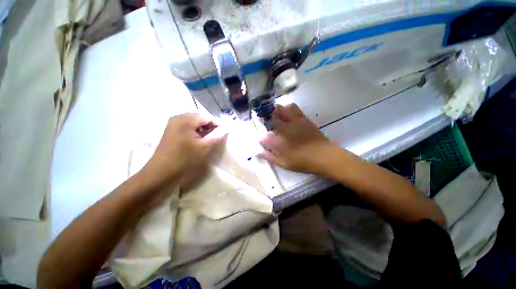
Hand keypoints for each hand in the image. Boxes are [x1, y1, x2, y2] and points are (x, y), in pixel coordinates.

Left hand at [139, 113, 227, 188]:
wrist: (162, 173)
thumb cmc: (185, 159)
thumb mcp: (205, 147)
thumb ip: (217, 136)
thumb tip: (226, 128)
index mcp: (185, 120)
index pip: (207, 116)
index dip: (218, 124)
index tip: (224, 133)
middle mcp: (178, 118)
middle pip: (200, 118)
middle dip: (210, 127)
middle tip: (217, 137)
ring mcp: (173, 124)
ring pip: (194, 123)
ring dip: (204, 130)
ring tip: (209, 140)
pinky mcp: (171, 131)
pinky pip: (188, 127)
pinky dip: (196, 132)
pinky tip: (199, 141)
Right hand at [257, 104, 332, 173]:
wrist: (323, 156)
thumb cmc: (302, 162)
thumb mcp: (284, 164)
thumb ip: (269, 157)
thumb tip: (256, 152)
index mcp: (278, 143)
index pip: (262, 137)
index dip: (260, 138)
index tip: (262, 140)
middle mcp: (283, 130)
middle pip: (269, 119)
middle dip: (263, 118)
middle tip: (262, 120)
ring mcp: (293, 122)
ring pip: (280, 110)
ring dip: (274, 111)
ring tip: (273, 114)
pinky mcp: (302, 118)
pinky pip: (293, 108)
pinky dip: (287, 107)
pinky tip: (286, 111)